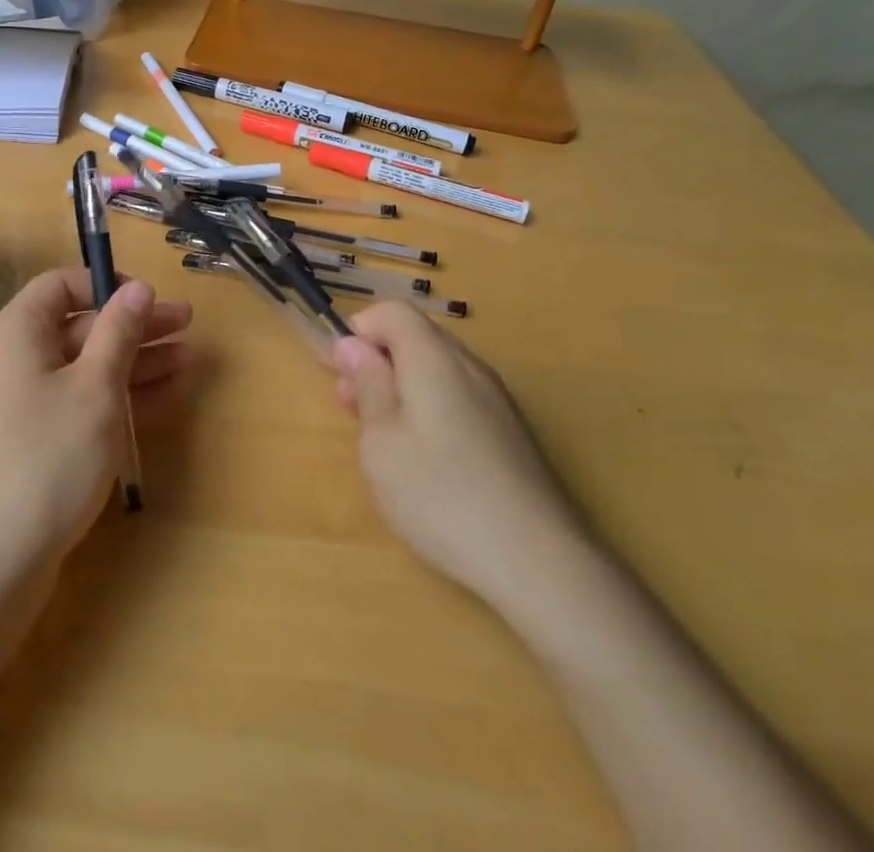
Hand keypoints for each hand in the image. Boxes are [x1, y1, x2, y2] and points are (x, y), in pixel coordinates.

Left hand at [0, 269, 192, 587]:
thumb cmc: (47, 459)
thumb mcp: (94, 389)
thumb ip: (118, 332)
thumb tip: (138, 287)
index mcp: (15, 334)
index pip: (60, 286)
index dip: (106, 285)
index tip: (149, 299)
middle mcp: (12, 361)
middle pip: (79, 327)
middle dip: (135, 327)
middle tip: (187, 326)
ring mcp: (20, 405)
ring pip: (84, 368)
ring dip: (135, 363)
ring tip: (189, 361)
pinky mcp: (31, 442)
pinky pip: (78, 402)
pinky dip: (116, 397)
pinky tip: (164, 397)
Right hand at [331, 301, 581, 604]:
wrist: (538, 561)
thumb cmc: (441, 494)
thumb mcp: (382, 441)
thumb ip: (367, 385)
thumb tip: (352, 345)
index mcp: (434, 358)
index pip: (393, 312)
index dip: (359, 331)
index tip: (336, 370)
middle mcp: (469, 366)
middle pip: (416, 338)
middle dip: (376, 360)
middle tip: (347, 404)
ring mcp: (496, 400)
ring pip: (437, 370)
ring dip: (400, 387)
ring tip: (377, 433)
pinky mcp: (509, 433)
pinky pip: (458, 397)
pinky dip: (428, 409)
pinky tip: (420, 455)